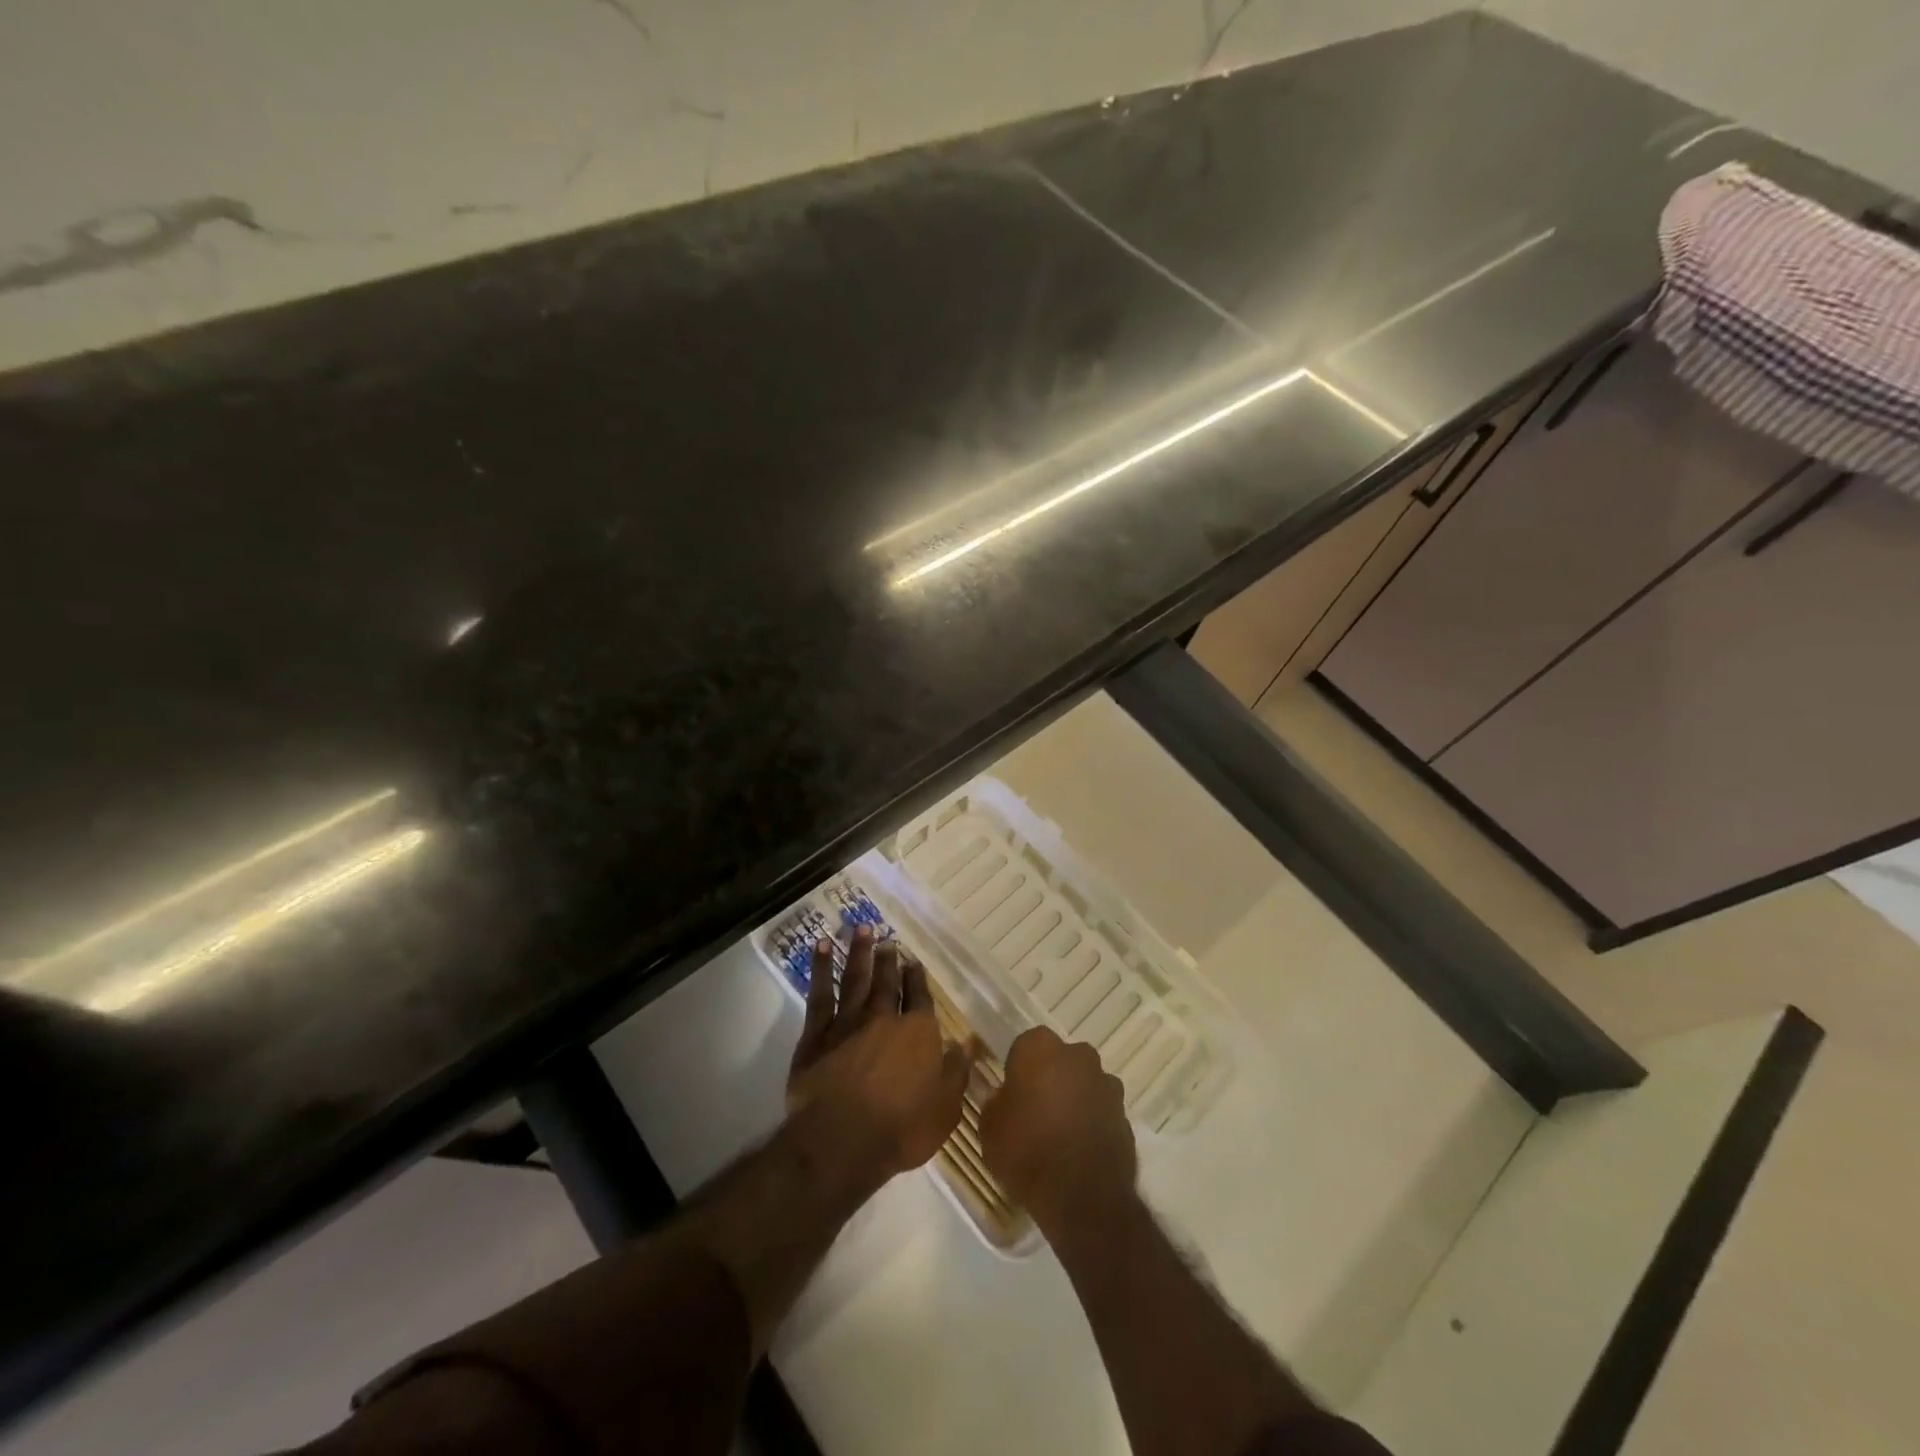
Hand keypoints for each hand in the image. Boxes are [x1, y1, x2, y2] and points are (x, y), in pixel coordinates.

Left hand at [787, 925, 974, 1179]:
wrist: (841, 1140)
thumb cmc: (901, 1130)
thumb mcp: (945, 1109)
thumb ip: (956, 1074)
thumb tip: (967, 1046)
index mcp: (918, 1033)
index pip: (919, 998)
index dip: (917, 979)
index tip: (913, 962)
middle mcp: (884, 1018)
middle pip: (886, 982)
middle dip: (887, 960)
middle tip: (887, 940)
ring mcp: (848, 1022)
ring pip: (855, 979)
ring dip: (859, 952)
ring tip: (861, 929)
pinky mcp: (816, 1034)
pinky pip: (820, 993)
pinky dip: (822, 968)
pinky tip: (823, 948)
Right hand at [979, 1026, 1136, 1234]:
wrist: (1083, 1198)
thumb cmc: (1027, 1152)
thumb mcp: (989, 1128)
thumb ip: (996, 1103)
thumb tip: (1005, 1098)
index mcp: (1040, 1047)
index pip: (1025, 1045)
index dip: (1018, 1068)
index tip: (1012, 1093)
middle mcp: (1078, 1055)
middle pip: (1060, 1059)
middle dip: (1050, 1078)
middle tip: (1035, 1111)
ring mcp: (1106, 1083)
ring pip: (1084, 1083)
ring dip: (1074, 1099)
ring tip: (1059, 1134)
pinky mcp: (1126, 1114)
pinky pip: (1101, 1110)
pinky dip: (1092, 1122)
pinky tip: (1079, 1150)